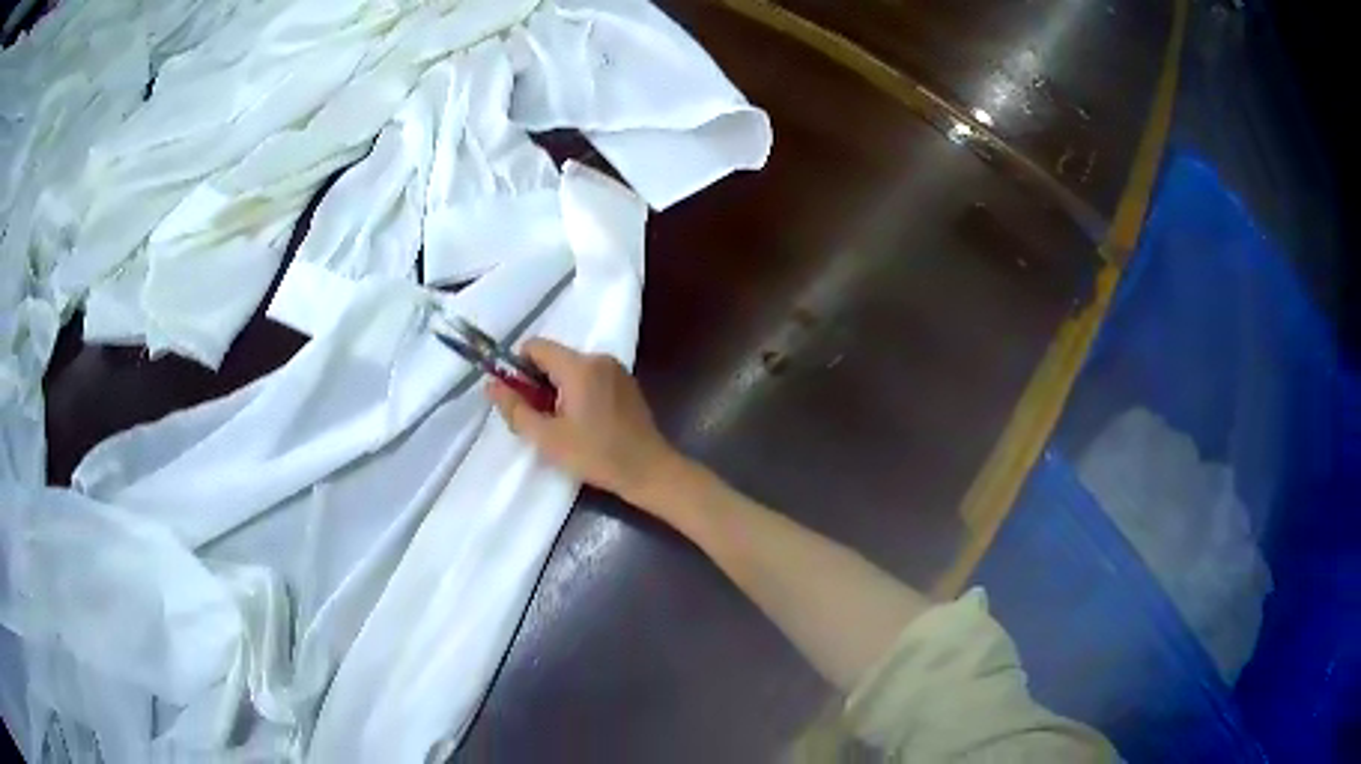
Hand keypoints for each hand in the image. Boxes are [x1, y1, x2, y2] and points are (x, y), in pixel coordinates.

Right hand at [489, 338, 683, 504]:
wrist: (648, 470)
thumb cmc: (596, 455)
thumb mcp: (547, 438)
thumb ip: (515, 408)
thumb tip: (491, 385)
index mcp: (578, 366)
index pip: (535, 346)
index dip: (519, 368)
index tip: (521, 398)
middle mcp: (598, 358)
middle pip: (554, 356)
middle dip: (540, 382)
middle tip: (542, 418)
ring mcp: (616, 369)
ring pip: (572, 367)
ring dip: (559, 388)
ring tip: (564, 424)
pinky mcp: (626, 382)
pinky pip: (591, 376)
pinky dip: (579, 391)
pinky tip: (585, 422)